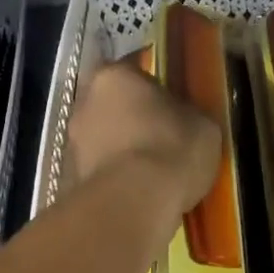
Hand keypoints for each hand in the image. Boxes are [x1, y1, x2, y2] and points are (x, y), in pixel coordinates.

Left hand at [69, 60, 221, 215]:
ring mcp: (73, 141)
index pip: (135, 68)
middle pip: (112, 103)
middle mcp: (84, 102)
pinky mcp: (70, 178)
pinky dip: (115, 175)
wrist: (133, 204)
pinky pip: (99, 169)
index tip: (172, 99)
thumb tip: (184, 119)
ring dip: (121, 147)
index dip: (155, 84)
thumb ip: (188, 114)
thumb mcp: (203, 125)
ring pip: (102, 138)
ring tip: (150, 168)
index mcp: (114, 76)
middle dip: (132, 116)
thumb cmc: (170, 149)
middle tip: (161, 133)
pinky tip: (138, 190)